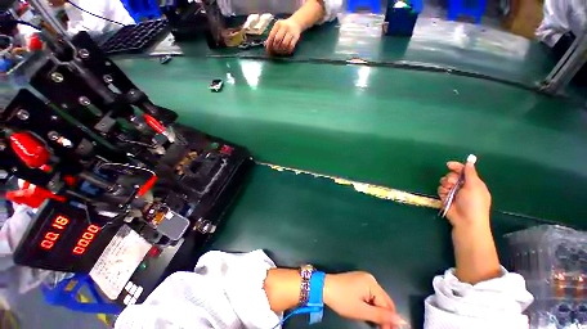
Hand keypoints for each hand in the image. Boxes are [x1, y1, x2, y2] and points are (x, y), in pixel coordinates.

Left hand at [266, 19, 301, 55]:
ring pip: (284, 44)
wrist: (296, 23)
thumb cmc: (284, 27)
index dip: (269, 43)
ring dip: (281, 49)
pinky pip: (291, 46)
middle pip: (277, 39)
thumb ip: (272, 34)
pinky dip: (288, 50)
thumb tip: (267, 44)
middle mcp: (284, 27)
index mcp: (278, 24)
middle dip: (275, 47)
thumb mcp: (278, 27)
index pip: (272, 35)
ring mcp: (291, 32)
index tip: (268, 49)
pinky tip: (286, 51)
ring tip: (280, 51)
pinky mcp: (296, 37)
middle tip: (274, 50)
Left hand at [323, 272, 405, 328]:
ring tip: (376, 324)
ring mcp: (363, 278)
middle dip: (384, 316)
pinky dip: (371, 305)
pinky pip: (370, 294)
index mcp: (372, 283)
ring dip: (377, 311)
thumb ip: (381, 316)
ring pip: (377, 298)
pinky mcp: (358, 281)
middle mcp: (370, 278)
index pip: (388, 304)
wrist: (324, 287)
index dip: (390, 319)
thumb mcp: (362, 311)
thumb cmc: (342, 299)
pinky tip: (369, 313)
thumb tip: (402, 321)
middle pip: (383, 300)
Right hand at [438, 160, 490, 228]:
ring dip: (445, 184)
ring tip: (449, 190)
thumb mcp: (474, 186)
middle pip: (453, 175)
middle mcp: (463, 186)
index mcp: (473, 183)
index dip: (457, 167)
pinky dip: (442, 191)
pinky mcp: (446, 197)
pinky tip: (445, 195)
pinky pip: (440, 189)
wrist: (466, 220)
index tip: (449, 165)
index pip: (464, 171)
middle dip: (450, 177)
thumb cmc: (474, 203)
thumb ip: (470, 173)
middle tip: (452, 182)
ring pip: (445, 181)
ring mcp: (454, 192)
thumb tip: (470, 161)